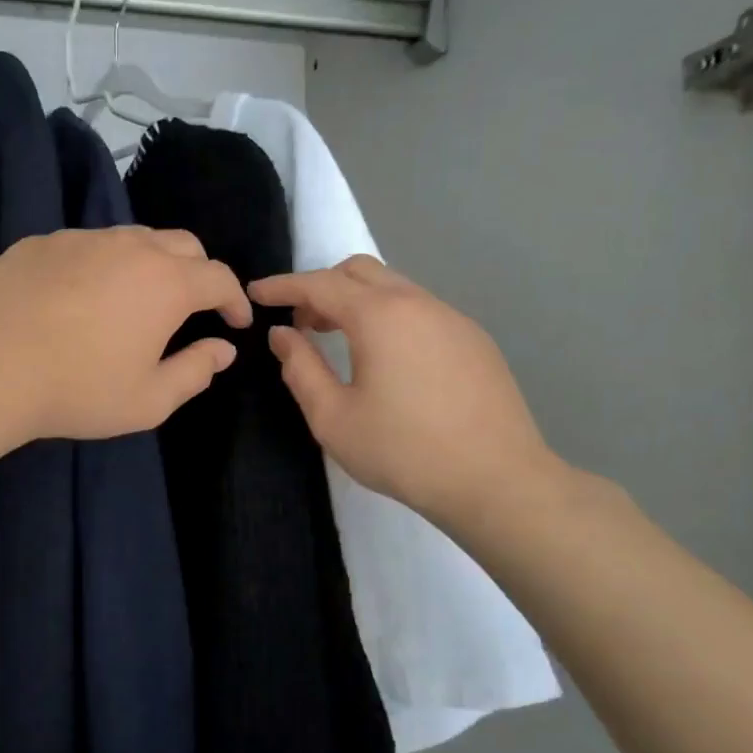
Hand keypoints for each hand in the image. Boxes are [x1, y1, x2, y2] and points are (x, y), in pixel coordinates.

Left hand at [0, 226, 250, 441]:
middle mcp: (130, 247)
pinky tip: (83, 296)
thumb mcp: (149, 400)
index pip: (220, 278)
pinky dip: (103, 264)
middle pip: (184, 244)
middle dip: (200, 272)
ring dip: (152, 263)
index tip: (236, 323)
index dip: (235, 300)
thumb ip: (195, 372)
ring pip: (134, 238)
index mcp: (166, 283)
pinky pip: (88, 245)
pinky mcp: (41, 243)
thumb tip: (222, 349)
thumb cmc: (77, 389)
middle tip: (194, 306)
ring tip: (139, 298)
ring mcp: (82, 239)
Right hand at [250, 256, 563, 528]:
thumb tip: (282, 334)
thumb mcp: (333, 418)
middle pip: (360, 271)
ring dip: (358, 302)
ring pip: (394, 288)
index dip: (282, 287)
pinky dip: (389, 318)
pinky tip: (387, 361)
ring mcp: (452, 319)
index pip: (319, 284)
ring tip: (339, 340)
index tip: (256, 294)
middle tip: (302, 323)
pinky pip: (420, 311)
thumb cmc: (403, 452)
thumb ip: (301, 369)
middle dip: (322, 287)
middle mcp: (418, 303)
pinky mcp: (474, 340)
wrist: (497, 481)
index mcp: (380, 316)